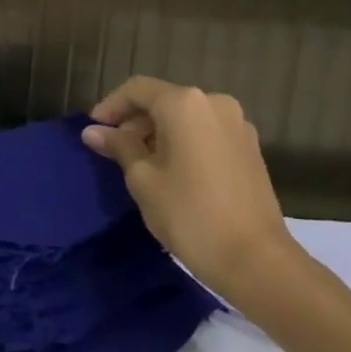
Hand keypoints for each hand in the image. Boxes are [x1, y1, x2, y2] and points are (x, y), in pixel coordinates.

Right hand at [81, 76, 300, 302]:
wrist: (257, 261)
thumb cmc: (190, 213)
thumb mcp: (142, 178)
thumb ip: (119, 146)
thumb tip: (93, 132)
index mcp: (185, 104)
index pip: (136, 89)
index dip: (110, 106)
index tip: (93, 129)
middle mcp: (214, 104)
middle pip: (163, 100)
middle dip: (135, 121)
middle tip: (113, 149)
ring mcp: (237, 126)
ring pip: (185, 117)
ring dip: (158, 132)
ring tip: (139, 162)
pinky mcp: (249, 149)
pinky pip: (205, 132)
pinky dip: (183, 141)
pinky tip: (170, 169)